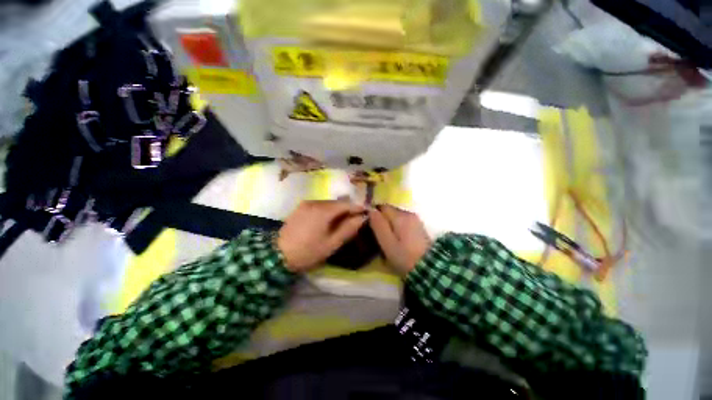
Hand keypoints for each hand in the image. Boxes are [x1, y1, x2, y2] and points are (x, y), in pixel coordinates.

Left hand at [278, 200, 366, 271]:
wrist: (280, 255)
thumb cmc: (308, 252)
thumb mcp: (332, 244)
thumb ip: (348, 229)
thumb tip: (362, 217)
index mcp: (323, 210)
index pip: (346, 204)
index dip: (358, 208)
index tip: (368, 213)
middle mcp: (314, 202)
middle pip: (336, 202)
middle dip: (347, 209)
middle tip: (356, 220)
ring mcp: (305, 204)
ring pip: (326, 204)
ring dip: (336, 210)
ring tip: (343, 222)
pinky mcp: (298, 209)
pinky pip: (317, 206)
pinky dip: (326, 211)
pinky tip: (328, 222)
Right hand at [368, 204, 429, 275]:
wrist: (428, 267)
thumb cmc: (404, 257)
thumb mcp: (387, 244)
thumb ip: (378, 225)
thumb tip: (370, 210)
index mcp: (400, 216)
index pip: (382, 207)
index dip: (373, 214)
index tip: (367, 226)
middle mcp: (409, 214)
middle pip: (390, 211)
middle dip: (381, 220)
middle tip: (374, 235)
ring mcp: (416, 221)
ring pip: (397, 218)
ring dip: (389, 225)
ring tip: (384, 239)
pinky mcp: (419, 228)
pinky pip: (403, 223)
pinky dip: (397, 229)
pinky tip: (395, 241)